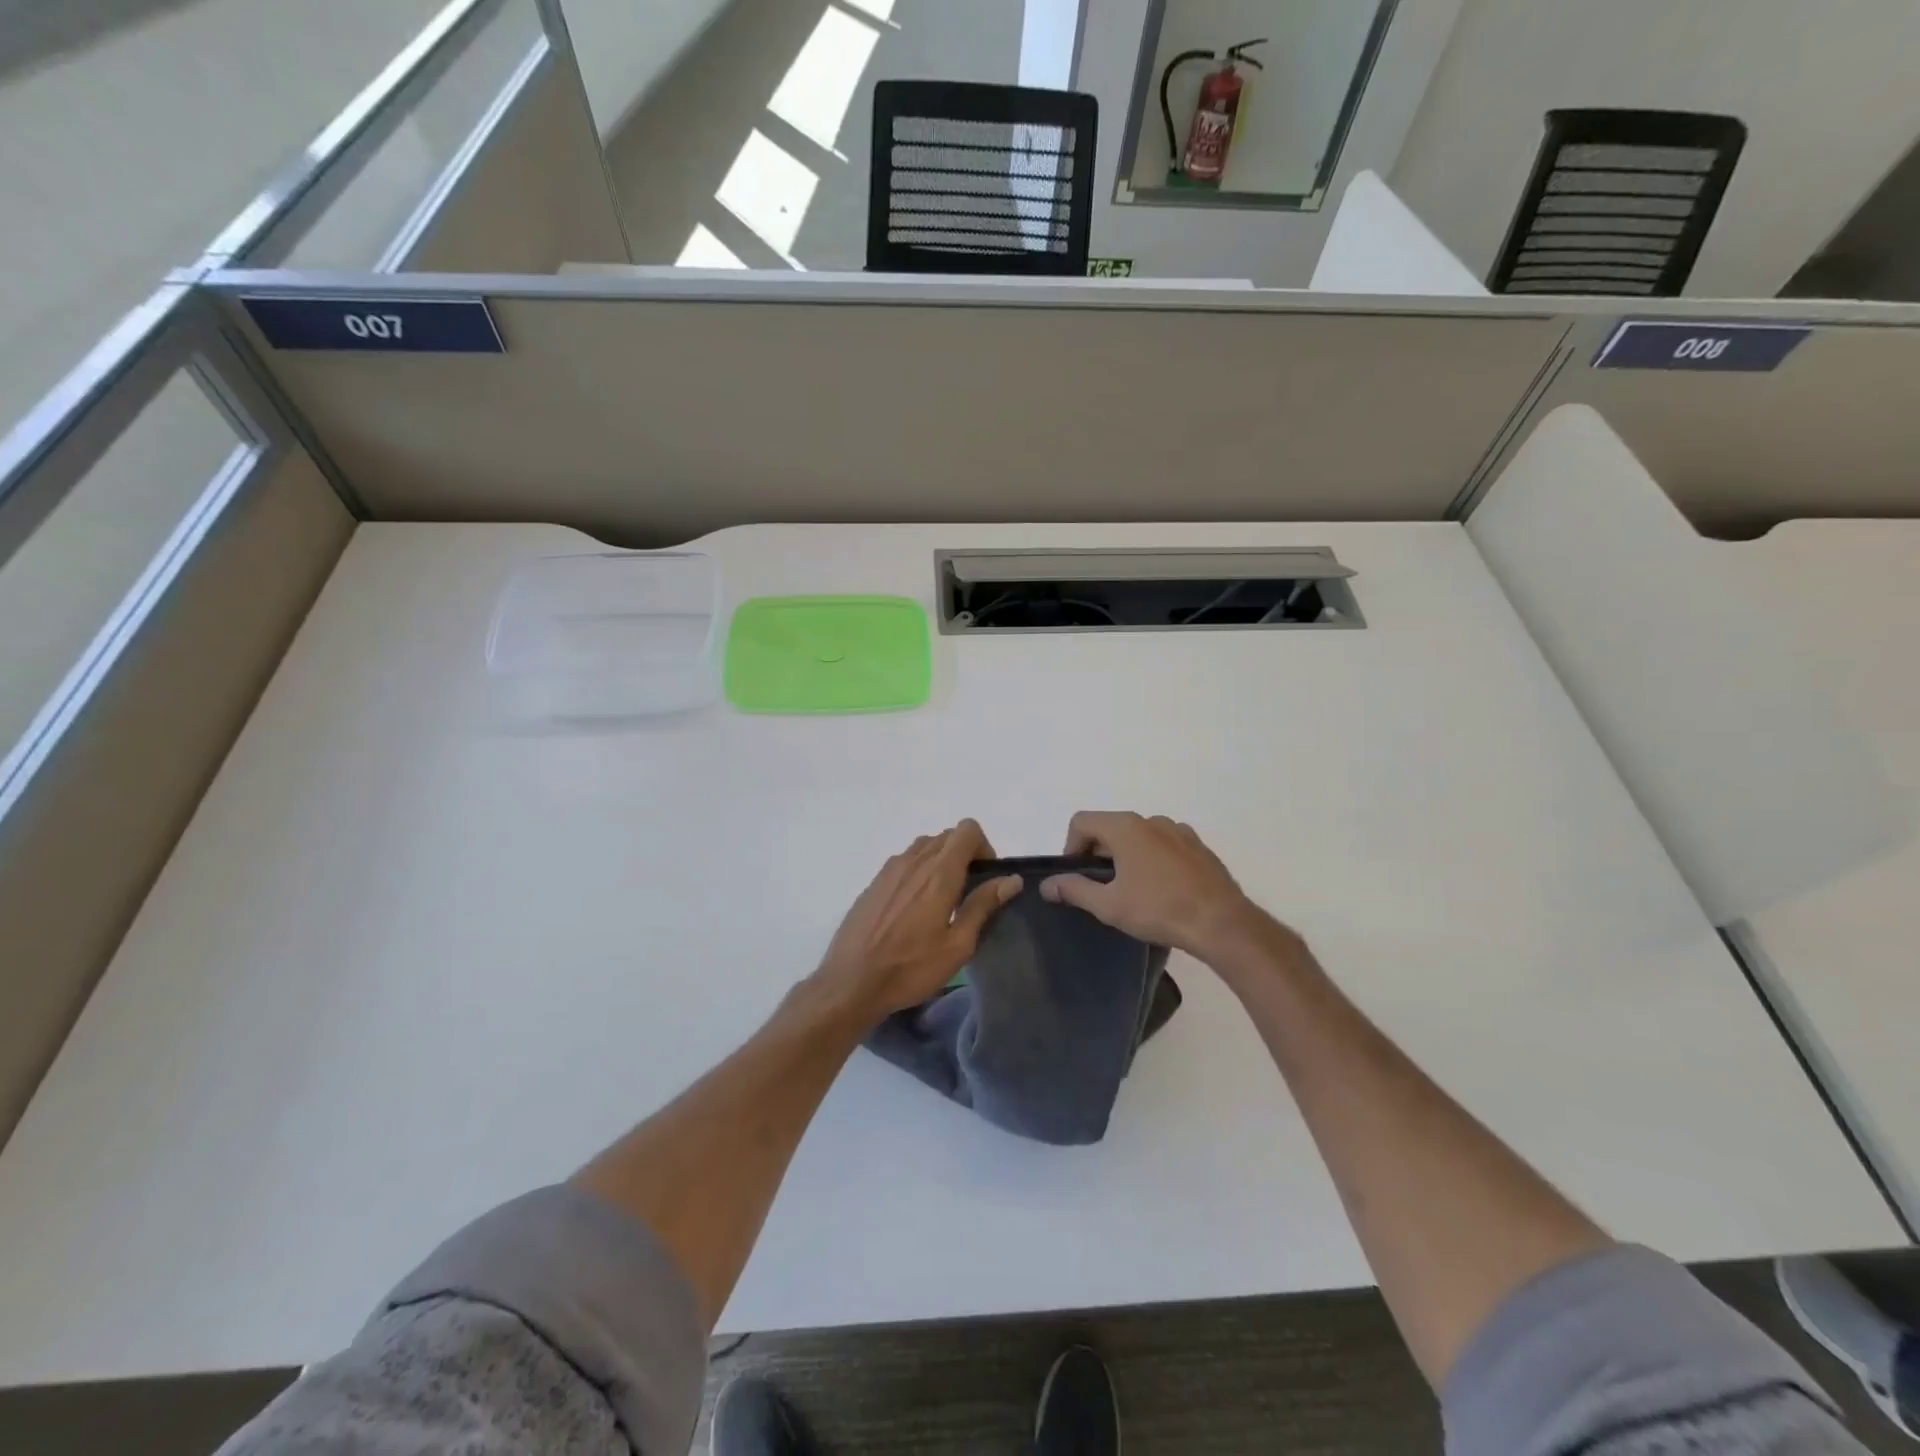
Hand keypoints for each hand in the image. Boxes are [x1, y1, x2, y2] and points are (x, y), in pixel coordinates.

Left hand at [814, 820, 1022, 1023]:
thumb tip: (1011, 879)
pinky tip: (914, 907)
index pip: (967, 830)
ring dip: (940, 861)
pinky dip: (918, 870)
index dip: (983, 847)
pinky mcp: (874, 882)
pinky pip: (904, 861)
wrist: (851, 981)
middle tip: (967, 892)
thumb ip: (983, 905)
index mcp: (939, 873)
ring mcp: (890, 869)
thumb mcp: (957, 945)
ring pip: (924, 846)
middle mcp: (914, 861)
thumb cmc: (911, 968)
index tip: (984, 877)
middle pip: (947, 836)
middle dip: (964, 854)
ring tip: (941, 899)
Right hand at [1040, 811, 1264, 959]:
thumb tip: (1047, 884)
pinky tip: (1161, 890)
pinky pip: (1164, 845)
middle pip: (1110, 827)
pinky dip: (1153, 859)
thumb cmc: (1158, 909)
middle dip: (1098, 854)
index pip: (1081, 821)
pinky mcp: (1198, 847)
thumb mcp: (1109, 905)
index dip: (1070, 847)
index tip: (1078, 877)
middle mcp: (1151, 820)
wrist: (1221, 922)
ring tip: (1132, 890)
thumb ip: (1074, 889)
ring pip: (1138, 836)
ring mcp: (1179, 831)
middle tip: (1101, 888)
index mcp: (1125, 827)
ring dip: (1126, 856)